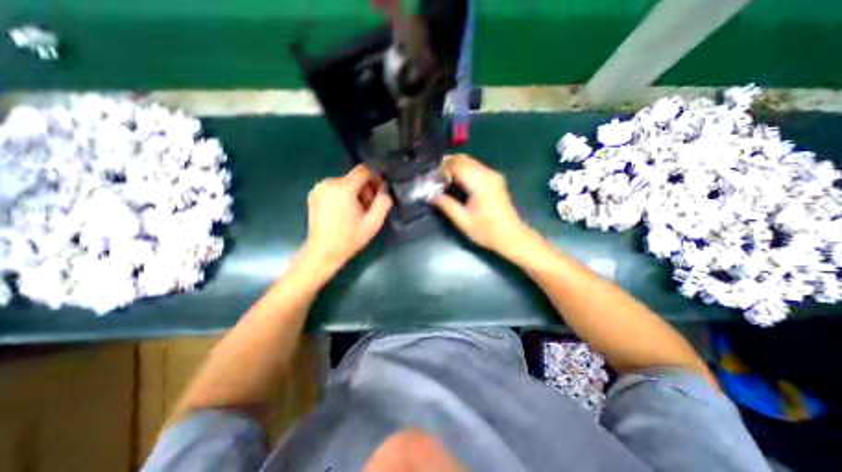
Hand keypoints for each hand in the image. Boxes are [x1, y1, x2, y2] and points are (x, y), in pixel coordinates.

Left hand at [304, 165, 392, 269]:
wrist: (323, 252)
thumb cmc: (350, 238)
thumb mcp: (374, 223)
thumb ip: (383, 202)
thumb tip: (383, 190)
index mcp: (343, 188)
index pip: (363, 171)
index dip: (374, 178)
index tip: (379, 192)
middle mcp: (328, 183)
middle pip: (354, 178)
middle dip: (364, 189)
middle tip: (367, 208)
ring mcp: (318, 188)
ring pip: (345, 183)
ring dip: (354, 193)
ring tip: (355, 212)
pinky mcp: (314, 194)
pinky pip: (334, 188)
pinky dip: (342, 195)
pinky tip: (343, 212)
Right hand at [434, 155, 531, 256]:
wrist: (512, 236)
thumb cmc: (487, 231)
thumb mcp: (463, 221)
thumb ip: (446, 205)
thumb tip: (431, 195)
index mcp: (480, 183)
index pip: (457, 165)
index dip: (441, 169)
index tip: (430, 179)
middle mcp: (488, 174)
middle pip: (463, 159)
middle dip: (446, 165)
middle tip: (433, 177)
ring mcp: (493, 175)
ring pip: (469, 161)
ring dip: (454, 166)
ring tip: (441, 179)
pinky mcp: (495, 179)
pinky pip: (475, 167)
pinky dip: (463, 169)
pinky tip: (455, 181)